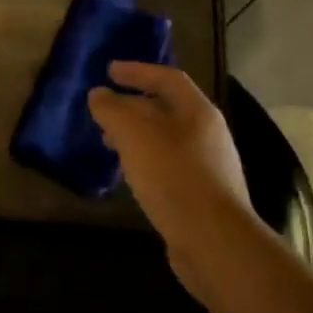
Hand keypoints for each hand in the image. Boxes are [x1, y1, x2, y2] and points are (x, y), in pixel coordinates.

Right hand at [87, 61, 258, 306]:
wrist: (213, 241)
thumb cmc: (173, 177)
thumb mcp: (134, 135)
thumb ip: (112, 110)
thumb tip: (98, 95)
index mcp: (198, 112)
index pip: (167, 78)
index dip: (137, 71)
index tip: (109, 71)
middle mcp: (208, 134)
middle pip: (167, 109)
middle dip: (133, 106)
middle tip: (103, 110)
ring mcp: (208, 167)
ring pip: (166, 140)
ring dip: (137, 136)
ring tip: (109, 143)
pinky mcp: (202, 196)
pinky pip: (169, 166)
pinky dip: (145, 160)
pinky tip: (129, 175)